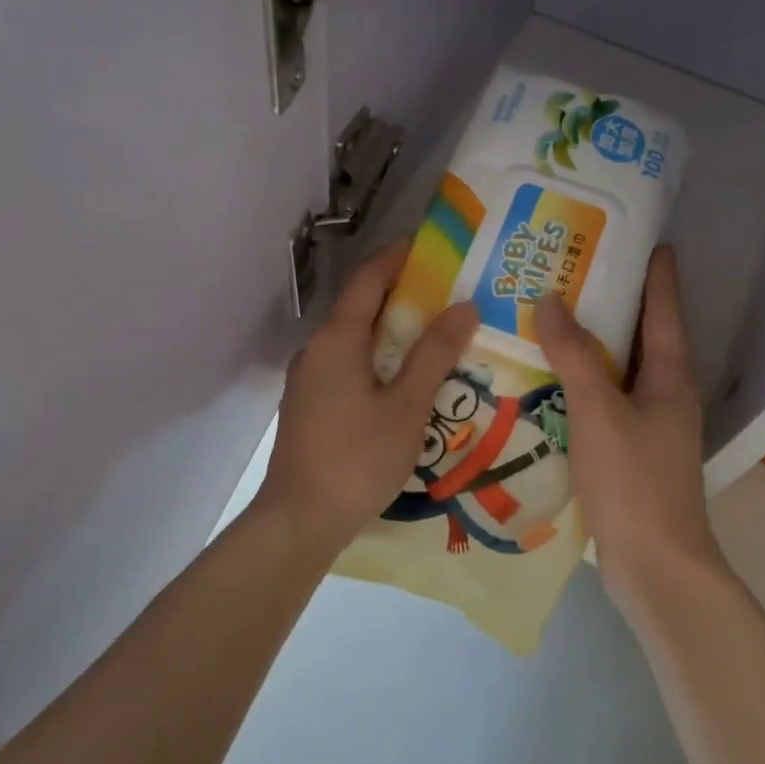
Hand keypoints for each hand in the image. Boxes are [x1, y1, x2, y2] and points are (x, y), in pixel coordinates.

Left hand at [255, 241, 477, 560]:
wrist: (301, 519)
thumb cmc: (358, 458)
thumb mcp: (407, 406)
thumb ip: (434, 354)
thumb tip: (463, 307)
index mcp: (336, 339)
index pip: (368, 279)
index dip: (398, 257)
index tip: (431, 244)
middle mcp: (316, 350)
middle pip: (360, 308)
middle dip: (402, 295)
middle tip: (447, 292)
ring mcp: (308, 379)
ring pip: (354, 340)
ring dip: (390, 331)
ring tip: (433, 334)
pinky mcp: (309, 405)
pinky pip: (347, 366)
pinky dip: (377, 359)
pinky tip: (403, 379)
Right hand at [535, 247, 724, 590]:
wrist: (654, 564)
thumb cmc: (633, 481)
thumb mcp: (599, 411)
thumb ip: (573, 357)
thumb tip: (551, 300)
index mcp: (669, 378)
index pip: (663, 311)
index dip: (656, 274)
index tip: (645, 238)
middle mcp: (663, 396)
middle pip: (639, 338)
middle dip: (613, 304)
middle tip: (572, 272)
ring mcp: (646, 427)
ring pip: (615, 373)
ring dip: (589, 347)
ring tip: (549, 320)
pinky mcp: (625, 454)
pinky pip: (599, 404)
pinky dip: (576, 386)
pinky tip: (543, 383)